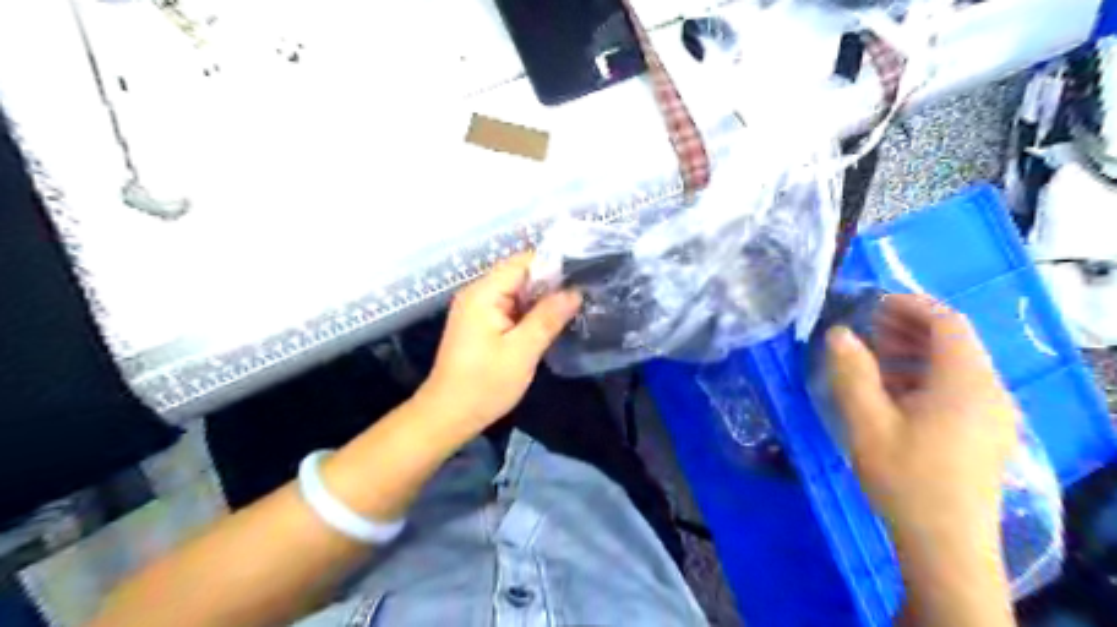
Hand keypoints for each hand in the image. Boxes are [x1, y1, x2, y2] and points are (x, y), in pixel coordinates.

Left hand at [414, 251, 579, 434]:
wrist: (448, 415)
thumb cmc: (484, 384)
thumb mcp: (522, 351)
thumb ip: (548, 317)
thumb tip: (575, 292)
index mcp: (484, 293)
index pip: (523, 262)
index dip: (554, 265)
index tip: (582, 276)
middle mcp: (478, 293)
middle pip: (520, 275)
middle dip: (551, 283)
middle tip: (584, 294)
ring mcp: (478, 309)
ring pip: (517, 292)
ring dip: (543, 299)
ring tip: (575, 306)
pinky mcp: (481, 324)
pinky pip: (511, 307)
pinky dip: (531, 312)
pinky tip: (552, 322)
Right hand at [823, 296, 1017, 546]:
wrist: (945, 545)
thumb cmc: (905, 477)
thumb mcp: (867, 421)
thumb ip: (851, 371)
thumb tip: (838, 332)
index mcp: (965, 382)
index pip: (947, 322)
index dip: (910, 305)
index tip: (872, 305)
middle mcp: (989, 392)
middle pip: (955, 341)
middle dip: (909, 327)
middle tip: (867, 328)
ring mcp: (992, 415)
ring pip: (956, 365)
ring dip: (915, 352)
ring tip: (874, 357)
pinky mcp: (986, 434)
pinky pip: (958, 388)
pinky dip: (925, 376)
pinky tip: (893, 393)